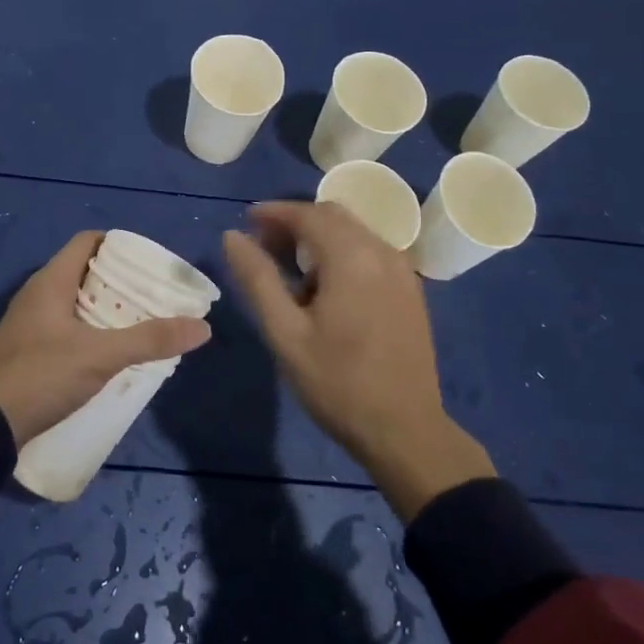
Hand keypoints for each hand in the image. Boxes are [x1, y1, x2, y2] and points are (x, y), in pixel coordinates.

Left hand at [0, 231, 211, 446]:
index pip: (88, 241)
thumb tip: (202, 326)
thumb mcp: (101, 356)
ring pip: (77, 302)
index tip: (150, 262)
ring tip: (143, 322)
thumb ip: (150, 339)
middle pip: (86, 272)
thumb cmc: (41, 375)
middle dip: (121, 281)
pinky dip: (92, 331)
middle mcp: (38, 294)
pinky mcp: (28, 351)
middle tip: (155, 295)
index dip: (119, 245)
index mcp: (51, 281)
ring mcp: (30, 324)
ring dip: (108, 308)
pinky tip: (113, 352)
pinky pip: (67, 328)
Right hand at [224, 201, 494, 520]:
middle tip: (264, 245)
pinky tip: (326, 287)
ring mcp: (402, 271)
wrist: (405, 430)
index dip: (274, 212)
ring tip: (290, 268)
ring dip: (320, 236)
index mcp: (352, 257)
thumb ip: (257, 278)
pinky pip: (371, 252)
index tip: (247, 220)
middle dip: (296, 221)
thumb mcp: (285, 333)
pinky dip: (343, 252)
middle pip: (334, 216)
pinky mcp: (411, 290)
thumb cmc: (337, 383)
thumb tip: (232, 236)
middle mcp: (382, 252)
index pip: (308, 214)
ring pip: (354, 232)